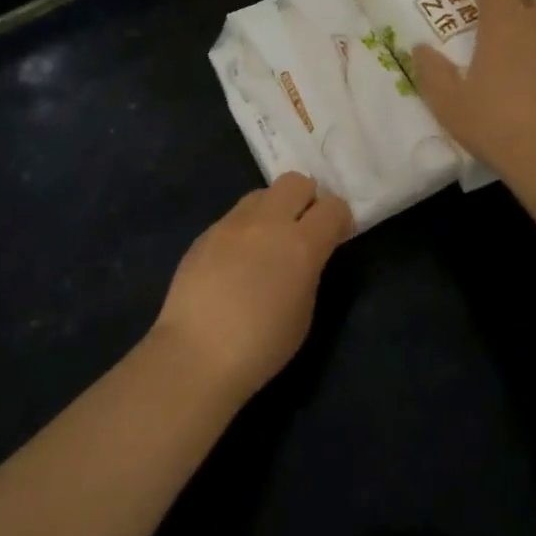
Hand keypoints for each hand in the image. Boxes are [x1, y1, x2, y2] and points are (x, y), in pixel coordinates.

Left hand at [151, 172, 352, 404]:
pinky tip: (234, 262)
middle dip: (306, 199)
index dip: (339, 219)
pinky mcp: (205, 233)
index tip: (335, 237)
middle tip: (302, 230)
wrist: (196, 354)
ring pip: (261, 194)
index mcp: (301, 244)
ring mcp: (231, 223)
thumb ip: (309, 271)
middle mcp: (267, 222)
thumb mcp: (304, 312)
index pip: (334, 206)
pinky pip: (234, 217)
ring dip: (272, 210)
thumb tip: (303, 256)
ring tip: (265, 244)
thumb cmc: (261, 345)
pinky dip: (244, 230)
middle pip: (296, 182)